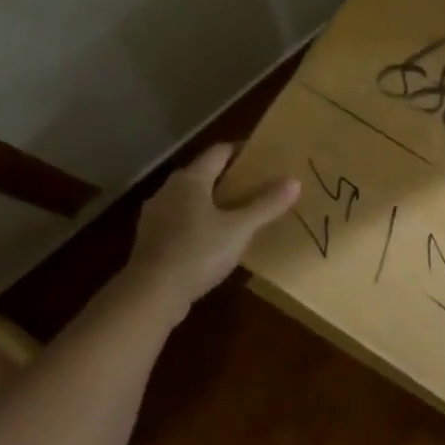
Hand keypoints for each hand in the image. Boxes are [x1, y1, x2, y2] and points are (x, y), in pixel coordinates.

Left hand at [124, 144, 298, 319]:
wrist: (151, 294)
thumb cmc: (197, 253)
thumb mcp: (239, 229)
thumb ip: (266, 205)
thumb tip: (294, 181)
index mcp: (191, 178)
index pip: (219, 151)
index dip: (241, 150)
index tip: (262, 156)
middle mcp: (170, 188)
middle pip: (203, 173)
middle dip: (228, 176)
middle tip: (255, 185)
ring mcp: (156, 214)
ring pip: (189, 197)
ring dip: (211, 200)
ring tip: (236, 212)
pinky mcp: (150, 238)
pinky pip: (179, 219)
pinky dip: (197, 221)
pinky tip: (211, 239)